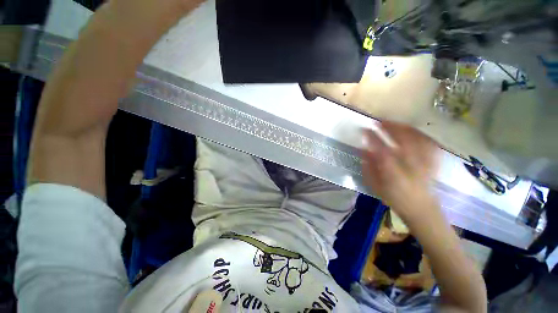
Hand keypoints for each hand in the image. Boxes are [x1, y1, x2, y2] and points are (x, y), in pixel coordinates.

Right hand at [361, 121, 438, 219]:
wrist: (421, 208)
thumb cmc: (394, 198)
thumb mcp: (374, 186)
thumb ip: (368, 167)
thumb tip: (363, 149)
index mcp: (395, 175)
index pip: (382, 151)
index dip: (373, 138)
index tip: (364, 130)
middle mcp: (412, 167)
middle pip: (404, 141)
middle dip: (390, 128)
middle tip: (378, 122)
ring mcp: (425, 163)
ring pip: (417, 139)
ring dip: (404, 128)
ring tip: (393, 123)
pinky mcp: (434, 162)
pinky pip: (429, 143)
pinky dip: (419, 134)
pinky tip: (411, 130)